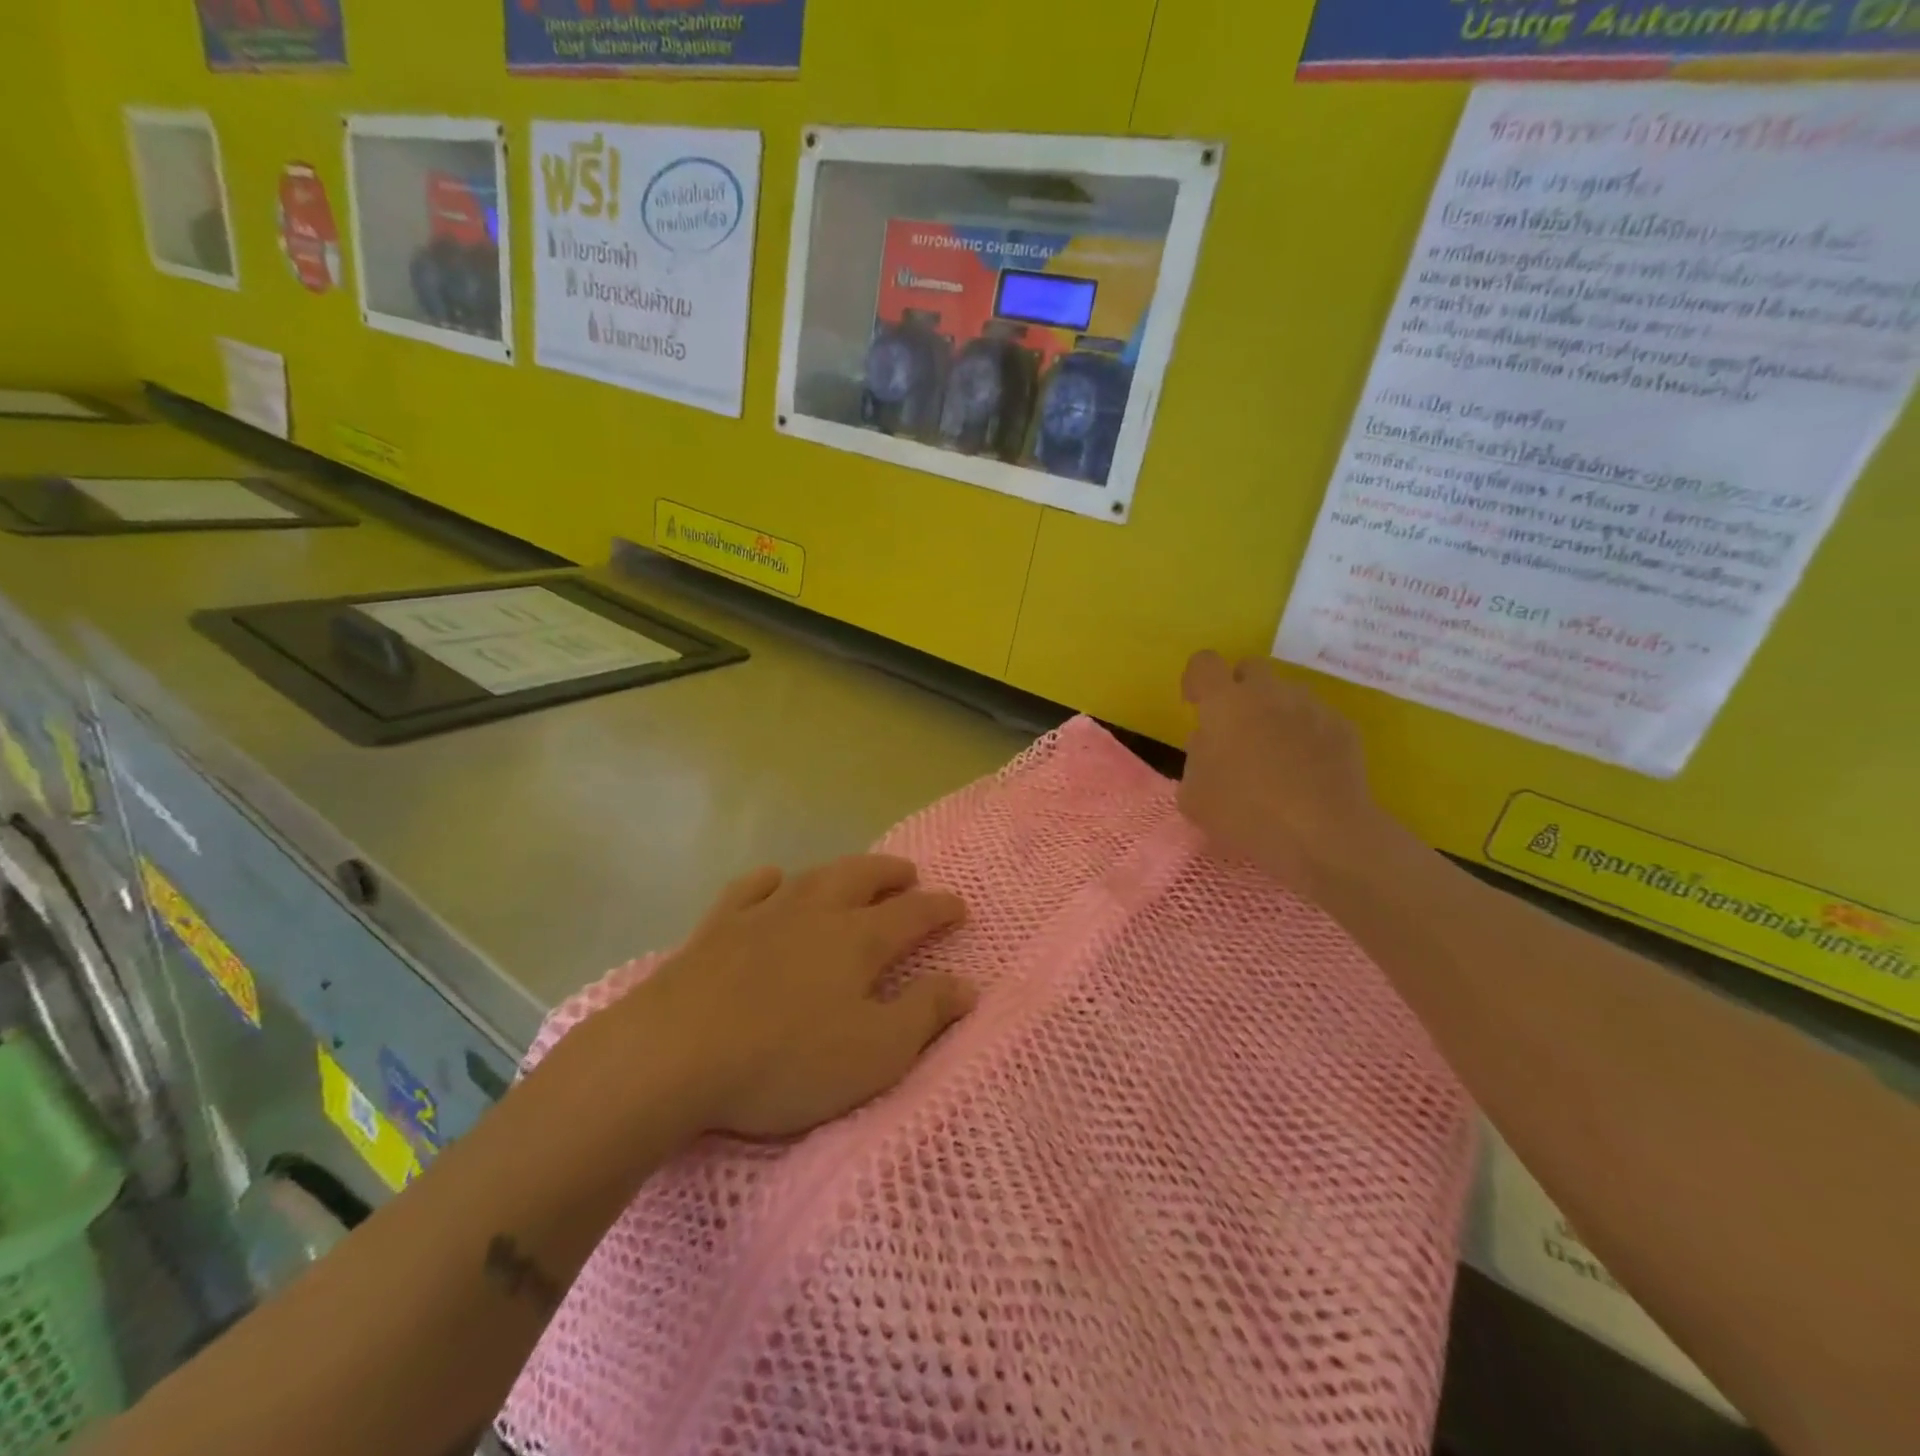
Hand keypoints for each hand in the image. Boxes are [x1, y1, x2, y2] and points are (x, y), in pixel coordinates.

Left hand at [618, 856, 973, 1140]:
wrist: (674, 1053)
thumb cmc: (786, 1060)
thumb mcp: (874, 1053)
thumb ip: (925, 1015)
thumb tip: (967, 985)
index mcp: (858, 940)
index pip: (913, 913)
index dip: (941, 907)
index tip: (960, 906)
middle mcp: (815, 913)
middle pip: (863, 877)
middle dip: (892, 873)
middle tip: (909, 875)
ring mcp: (763, 914)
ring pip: (813, 876)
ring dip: (842, 870)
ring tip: (855, 874)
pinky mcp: (717, 928)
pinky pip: (750, 889)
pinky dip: (769, 880)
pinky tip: (774, 881)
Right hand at [1179, 651, 1403, 893]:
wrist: (1322, 834)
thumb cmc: (1245, 813)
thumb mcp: (1193, 795)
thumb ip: (1196, 757)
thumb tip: (1209, 741)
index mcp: (1225, 703)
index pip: (1204, 663)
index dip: (1196, 679)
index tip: (1195, 704)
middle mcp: (1268, 693)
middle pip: (1250, 667)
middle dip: (1239, 689)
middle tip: (1235, 728)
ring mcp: (1311, 707)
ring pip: (1286, 694)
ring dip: (1275, 713)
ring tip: (1275, 754)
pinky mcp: (1343, 727)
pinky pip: (1317, 720)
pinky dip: (1307, 735)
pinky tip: (1307, 771)